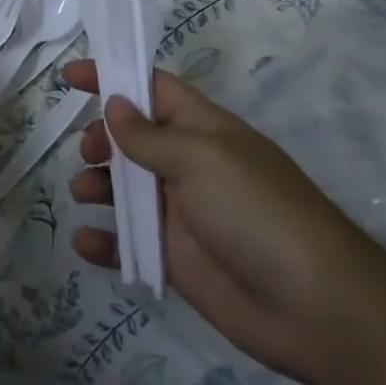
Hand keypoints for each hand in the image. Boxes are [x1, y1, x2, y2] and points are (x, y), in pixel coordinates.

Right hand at [63, 60, 385, 384]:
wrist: (314, 308)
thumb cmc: (256, 212)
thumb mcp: (200, 159)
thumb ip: (149, 135)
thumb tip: (115, 104)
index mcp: (202, 130)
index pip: (151, 89)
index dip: (113, 77)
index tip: (70, 76)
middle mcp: (189, 166)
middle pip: (130, 139)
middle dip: (100, 139)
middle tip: (89, 154)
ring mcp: (180, 214)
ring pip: (123, 189)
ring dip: (96, 185)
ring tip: (86, 194)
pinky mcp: (174, 258)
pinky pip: (128, 243)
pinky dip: (104, 241)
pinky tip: (87, 242)